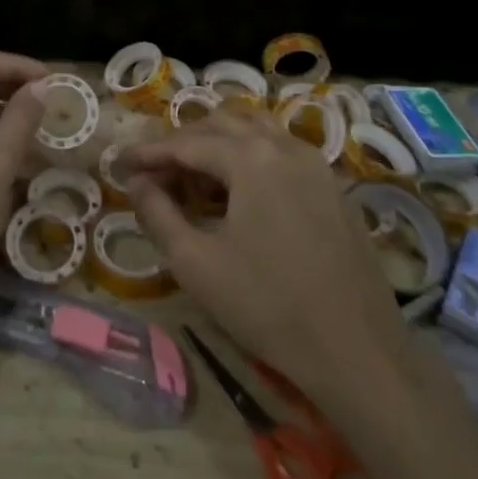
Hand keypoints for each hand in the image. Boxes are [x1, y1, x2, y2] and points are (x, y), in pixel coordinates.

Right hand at [121, 115, 408, 397]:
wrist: (358, 352)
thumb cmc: (267, 306)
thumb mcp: (196, 263)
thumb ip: (157, 213)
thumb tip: (137, 183)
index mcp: (250, 157)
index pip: (185, 142)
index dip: (148, 152)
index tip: (119, 164)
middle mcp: (284, 146)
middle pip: (220, 125)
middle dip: (182, 143)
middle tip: (154, 173)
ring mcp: (315, 164)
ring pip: (254, 132)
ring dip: (217, 145)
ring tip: (193, 178)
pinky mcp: (333, 187)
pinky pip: (280, 152)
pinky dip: (249, 158)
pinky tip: (237, 194)